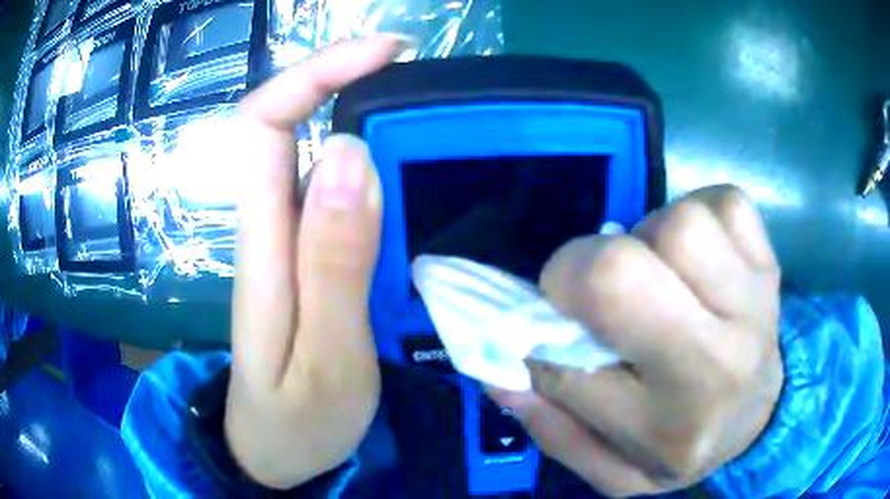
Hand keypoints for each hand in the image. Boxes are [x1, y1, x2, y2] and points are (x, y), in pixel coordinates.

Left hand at [222, 36, 408, 488]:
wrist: (275, 455)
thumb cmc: (296, 421)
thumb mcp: (324, 358)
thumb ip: (333, 263)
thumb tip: (351, 155)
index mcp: (262, 243)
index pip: (264, 124)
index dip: (314, 73)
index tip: (384, 52)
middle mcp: (270, 225)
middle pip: (291, 123)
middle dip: (347, 81)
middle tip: (423, 79)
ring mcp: (289, 242)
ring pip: (318, 153)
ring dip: (369, 118)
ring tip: (432, 118)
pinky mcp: (310, 260)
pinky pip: (339, 194)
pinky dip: (377, 165)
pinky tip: (415, 174)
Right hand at [489, 185, 783, 496]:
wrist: (760, 417)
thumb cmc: (683, 446)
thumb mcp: (615, 472)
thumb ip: (555, 430)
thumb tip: (500, 370)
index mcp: (669, 424)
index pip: (574, 367)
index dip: (541, 334)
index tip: (546, 330)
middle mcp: (718, 362)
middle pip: (627, 272)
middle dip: (585, 268)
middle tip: (592, 286)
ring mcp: (754, 303)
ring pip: (681, 226)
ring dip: (650, 238)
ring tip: (656, 272)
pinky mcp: (769, 261)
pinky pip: (725, 204)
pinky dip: (699, 214)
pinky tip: (696, 255)